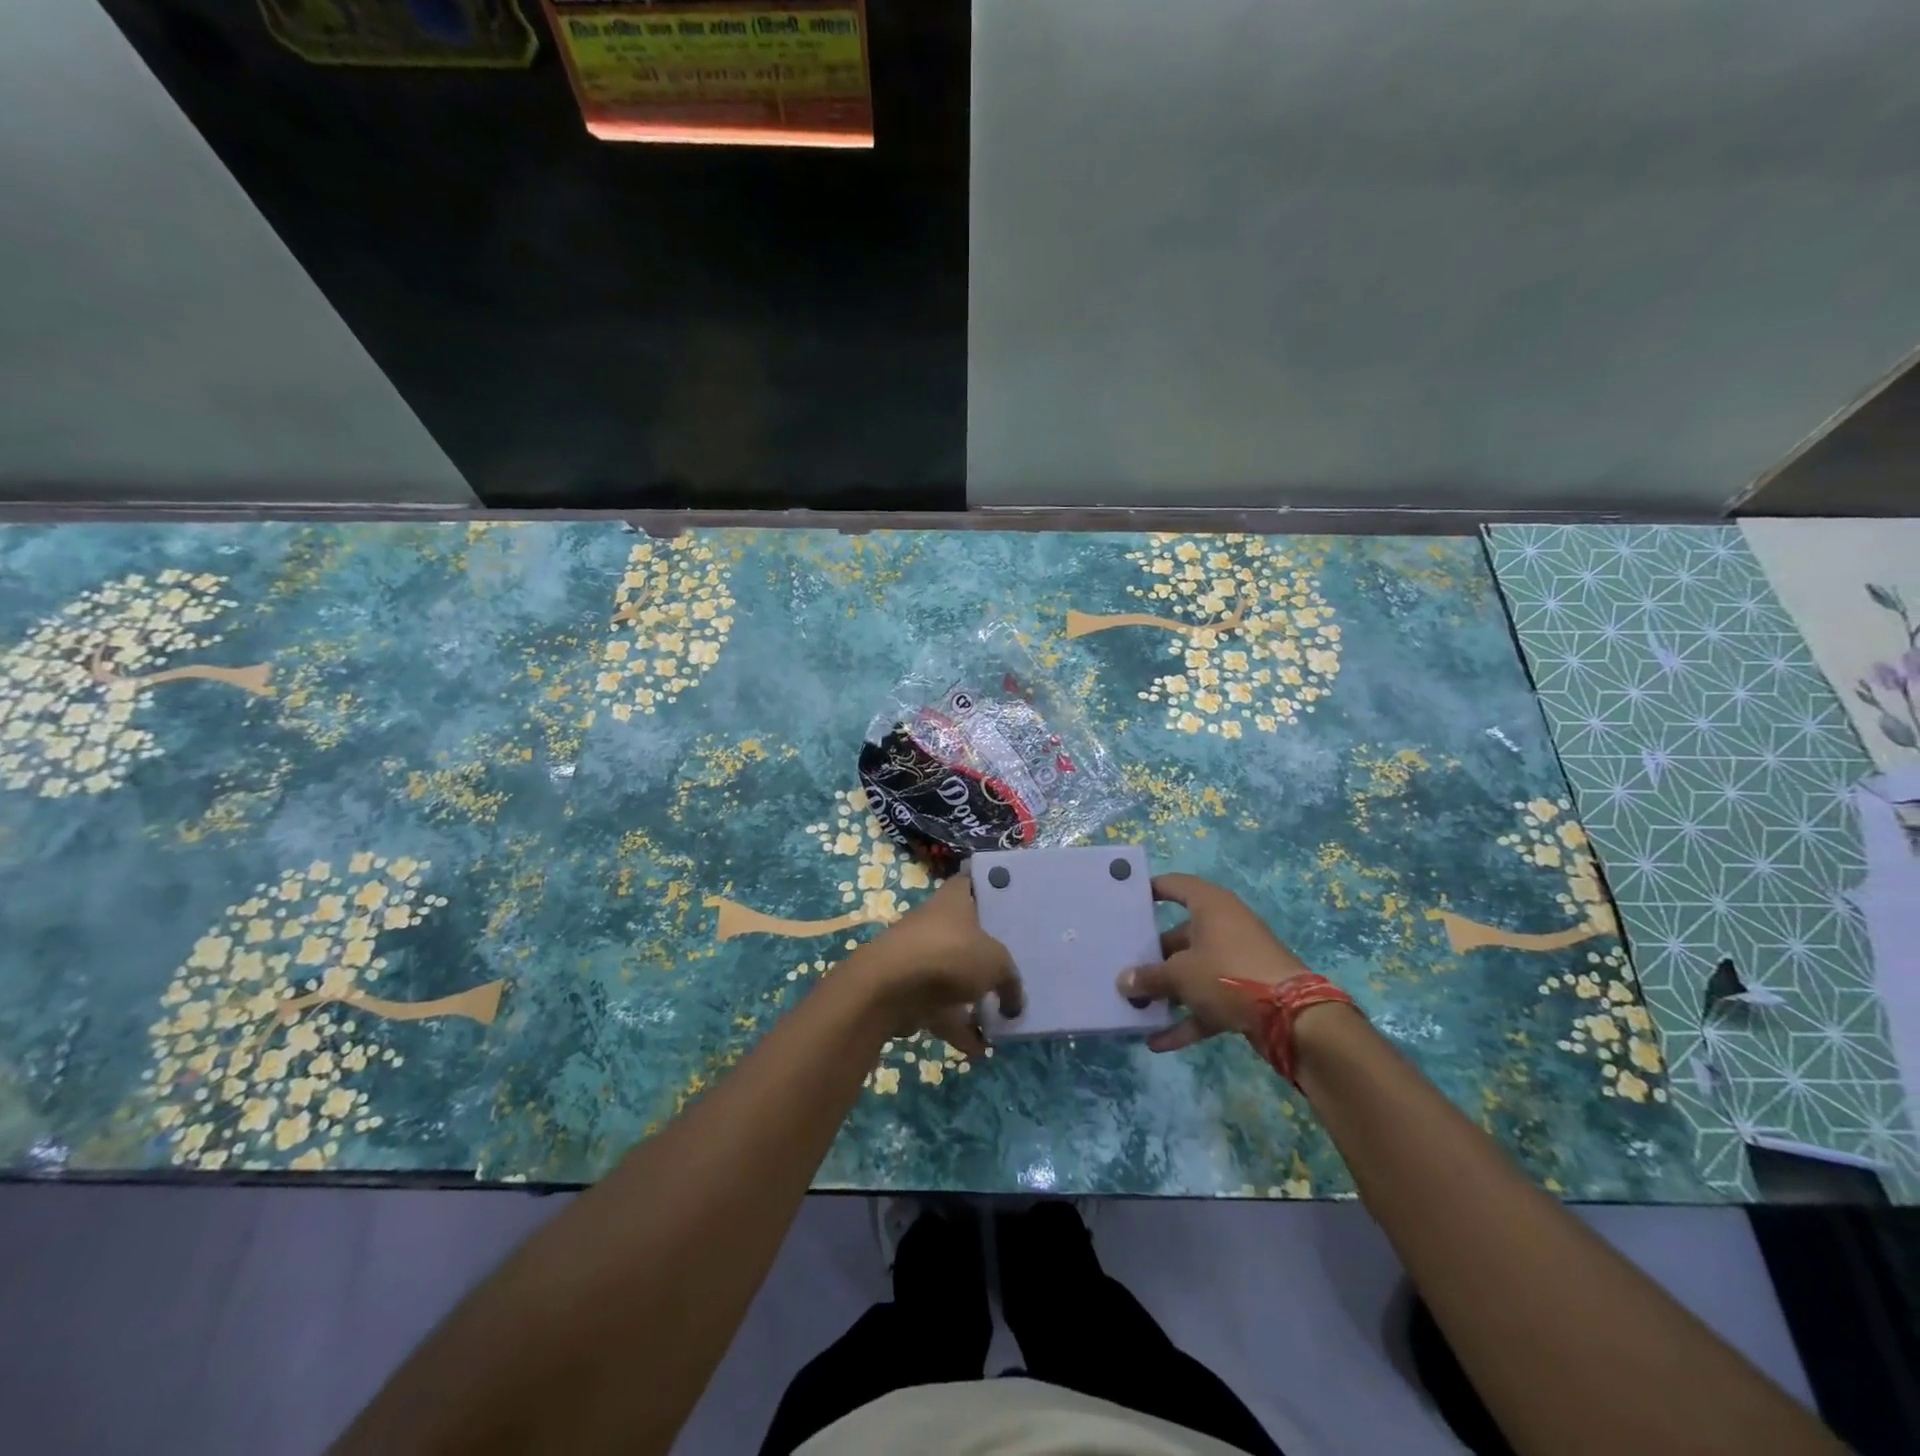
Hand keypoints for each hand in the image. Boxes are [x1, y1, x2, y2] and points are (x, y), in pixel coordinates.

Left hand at [851, 874, 1023, 1056]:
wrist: (888, 988)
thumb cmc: (948, 956)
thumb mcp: (996, 964)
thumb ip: (1010, 981)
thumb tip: (1014, 1002)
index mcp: (953, 900)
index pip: (972, 884)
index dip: (990, 893)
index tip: (1010, 908)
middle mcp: (934, 922)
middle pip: (965, 933)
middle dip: (985, 953)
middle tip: (1012, 969)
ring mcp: (918, 956)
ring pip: (952, 973)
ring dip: (972, 998)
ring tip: (1001, 1020)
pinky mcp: (907, 989)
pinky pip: (939, 1007)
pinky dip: (957, 1027)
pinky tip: (979, 1049)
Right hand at [1117, 873, 1311, 1052]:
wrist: (1292, 1017)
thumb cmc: (1227, 974)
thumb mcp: (1180, 974)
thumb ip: (1149, 977)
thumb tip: (1123, 982)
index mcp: (1210, 906)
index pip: (1175, 886)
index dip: (1150, 889)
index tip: (1125, 900)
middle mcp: (1224, 927)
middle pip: (1180, 934)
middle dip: (1152, 953)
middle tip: (1121, 962)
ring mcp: (1236, 961)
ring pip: (1193, 970)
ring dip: (1167, 989)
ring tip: (1134, 1004)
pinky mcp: (1245, 994)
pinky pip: (1207, 1002)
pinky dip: (1186, 1019)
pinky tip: (1157, 1041)